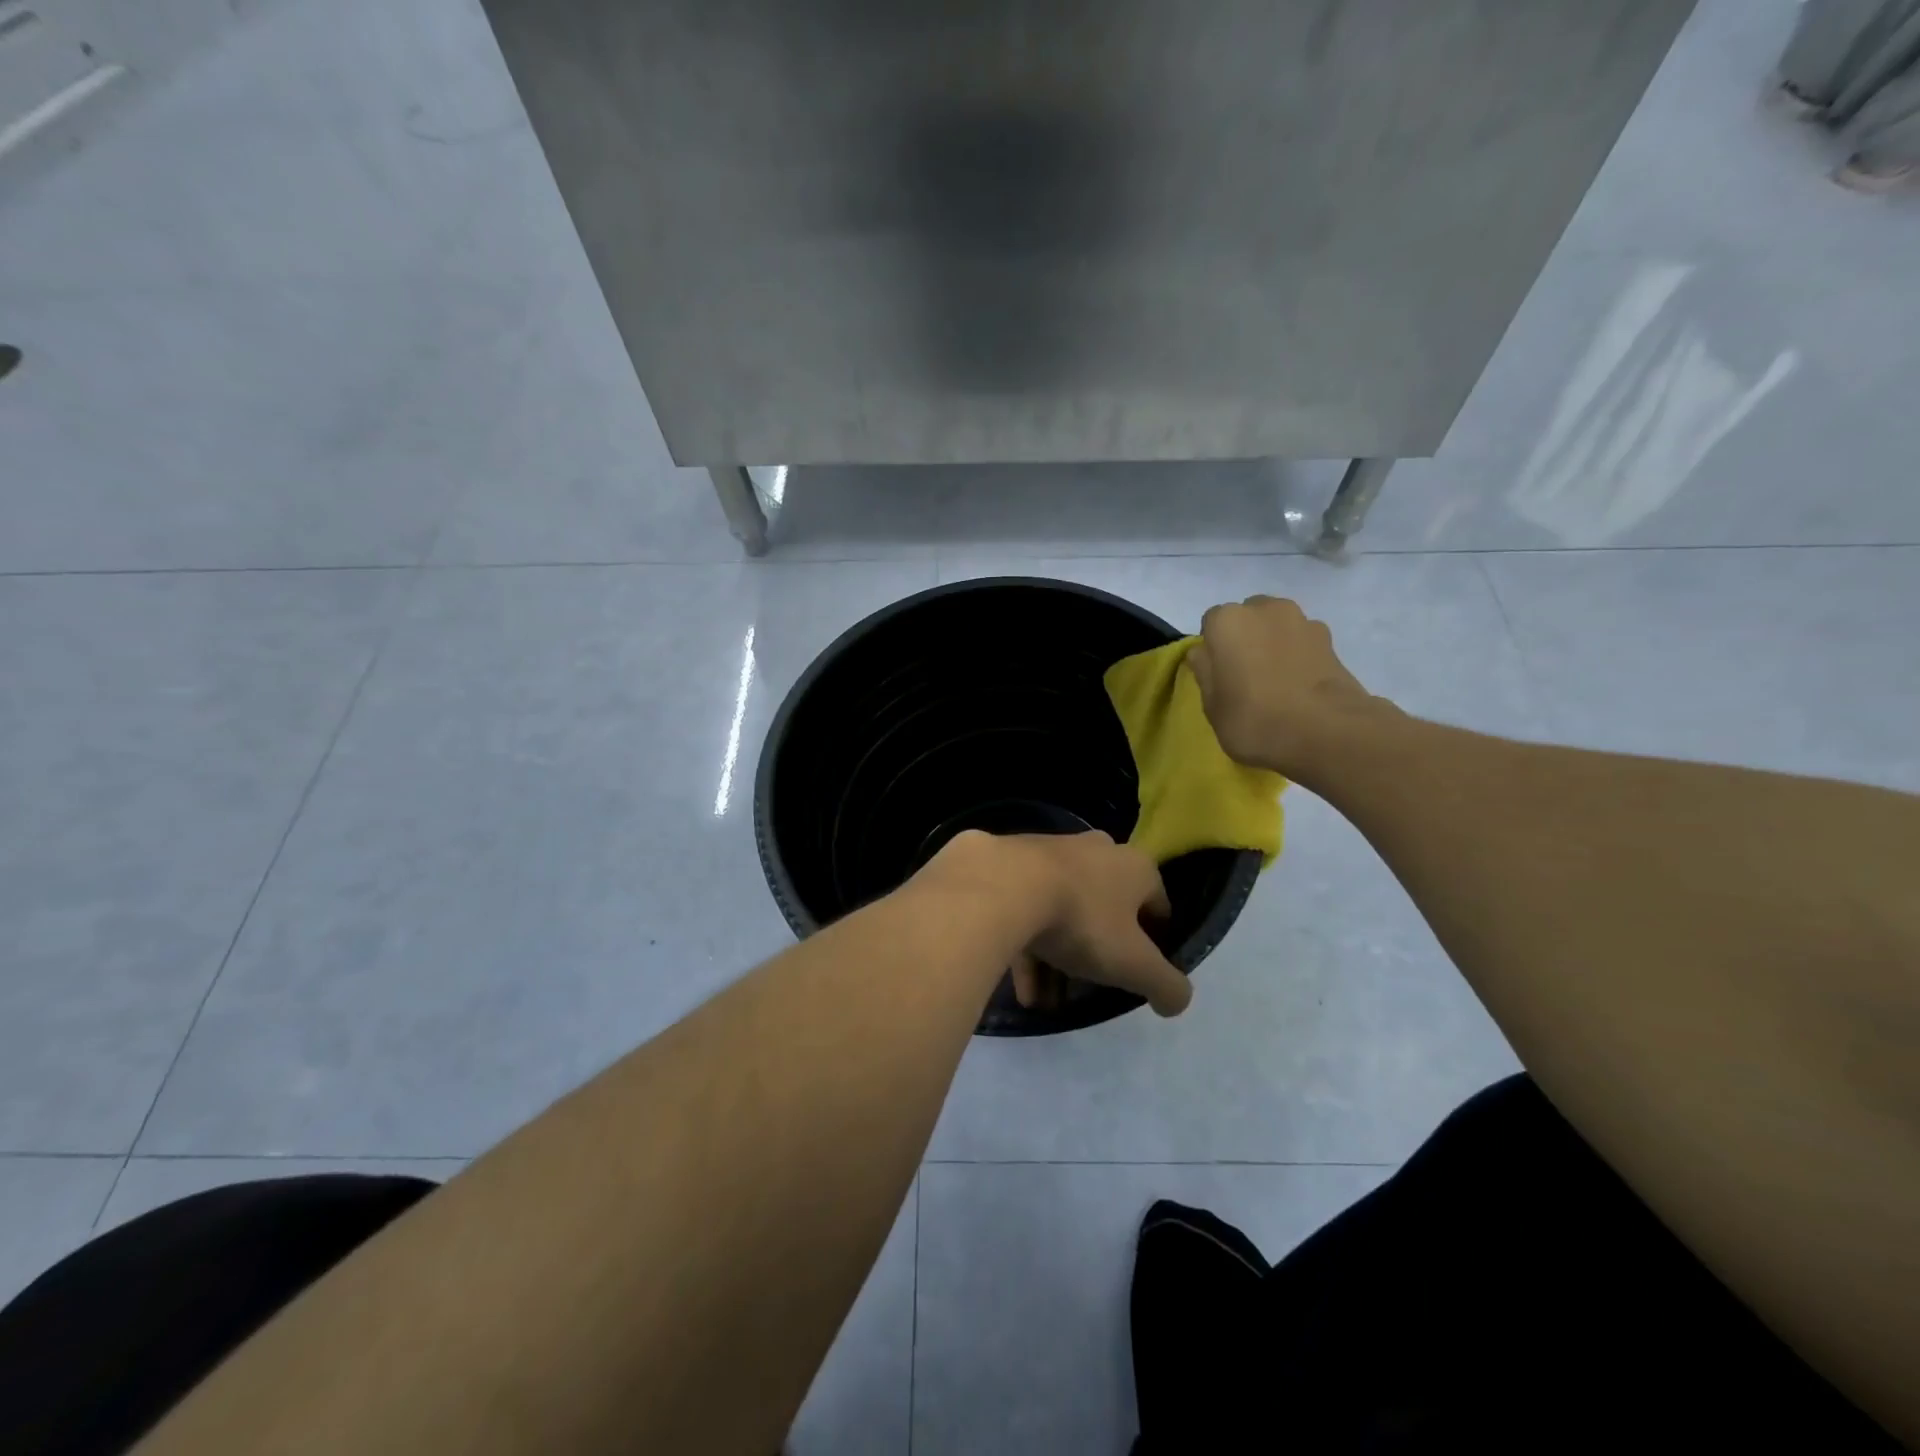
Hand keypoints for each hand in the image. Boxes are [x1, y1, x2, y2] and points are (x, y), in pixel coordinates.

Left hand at [918, 830, 1190, 1016]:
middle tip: (1088, 988)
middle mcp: (1094, 850)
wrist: (1001, 886)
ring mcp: (1048, 852)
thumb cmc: (1081, 920)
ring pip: (1061, 912)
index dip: (1154, 942)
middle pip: (1105, 909)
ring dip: (1057, 959)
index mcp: (1134, 866)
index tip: (1139, 973)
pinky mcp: (1008, 863)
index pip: (1156, 905)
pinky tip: (1022, 989)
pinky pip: (1025, 909)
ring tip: (1045, 1002)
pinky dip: (1027, 947)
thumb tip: (1177, 1001)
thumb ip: (1165, 985)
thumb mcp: (1133, 963)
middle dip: (1098, 953)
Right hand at [1188, 595, 1377, 777]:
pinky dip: (1298, 655)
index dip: (1214, 649)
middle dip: (1245, 638)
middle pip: (1247, 617)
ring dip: (1273, 644)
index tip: (1219, 675)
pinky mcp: (1330, 639)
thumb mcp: (1212, 706)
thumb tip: (1204, 653)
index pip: (1211, 624)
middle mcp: (1264, 609)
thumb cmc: (1255, 719)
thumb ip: (1204, 672)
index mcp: (1227, 621)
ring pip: (1277, 626)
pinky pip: (1302, 641)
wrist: (1327, 732)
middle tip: (1246, 675)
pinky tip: (1300, 684)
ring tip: (1277, 681)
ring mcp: (1302, 620)